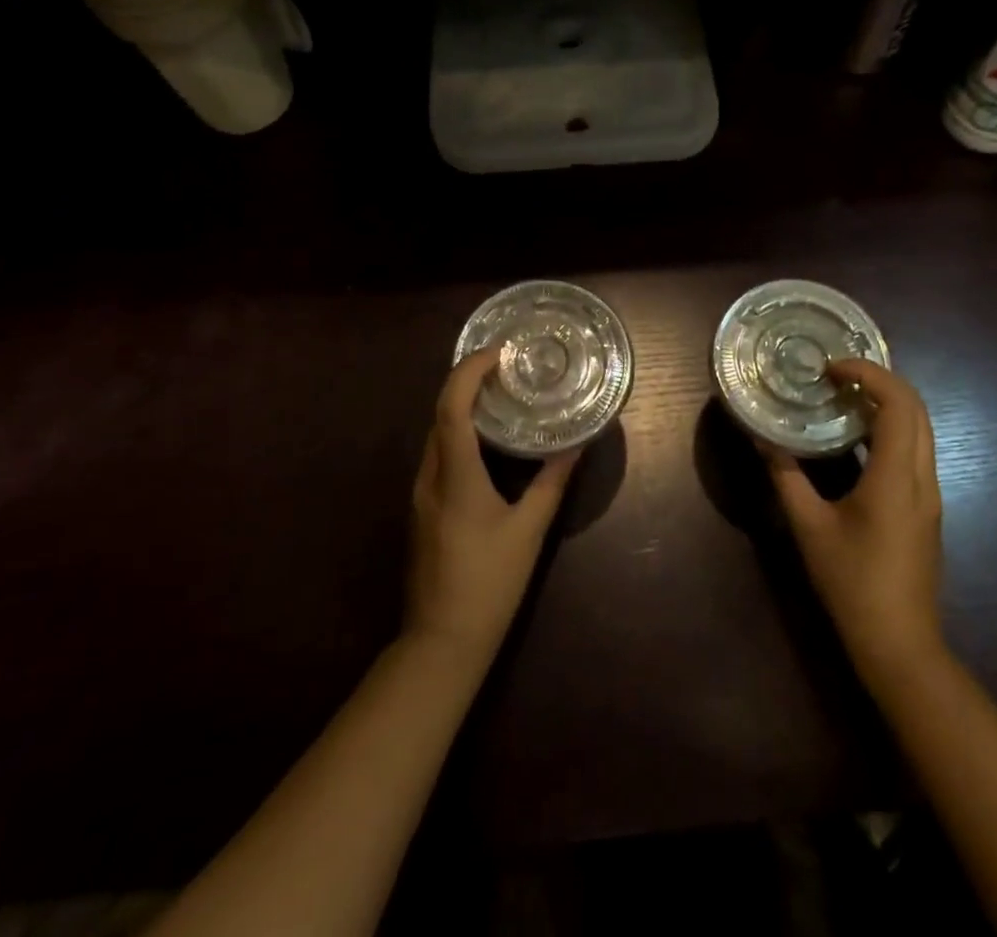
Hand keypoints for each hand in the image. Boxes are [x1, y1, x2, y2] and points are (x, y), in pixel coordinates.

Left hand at [404, 349, 579, 665]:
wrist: (441, 643)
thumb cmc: (489, 584)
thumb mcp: (528, 531)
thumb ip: (551, 483)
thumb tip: (576, 446)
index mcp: (454, 477)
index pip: (451, 408)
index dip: (468, 372)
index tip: (495, 353)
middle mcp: (429, 478)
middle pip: (439, 415)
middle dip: (466, 384)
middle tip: (505, 369)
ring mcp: (420, 495)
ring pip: (436, 436)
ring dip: (461, 409)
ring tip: (499, 397)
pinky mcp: (421, 510)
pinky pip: (437, 457)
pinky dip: (458, 435)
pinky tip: (485, 443)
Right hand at [762, 359, 944, 686]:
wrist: (900, 644)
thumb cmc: (853, 583)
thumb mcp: (809, 527)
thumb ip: (786, 477)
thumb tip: (762, 438)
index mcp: (895, 477)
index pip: (898, 404)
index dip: (870, 374)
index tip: (833, 368)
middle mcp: (921, 478)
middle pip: (917, 409)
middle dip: (881, 380)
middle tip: (837, 375)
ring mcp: (929, 494)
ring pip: (920, 429)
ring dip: (888, 403)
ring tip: (844, 397)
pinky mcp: (926, 508)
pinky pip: (915, 450)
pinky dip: (891, 428)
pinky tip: (856, 438)